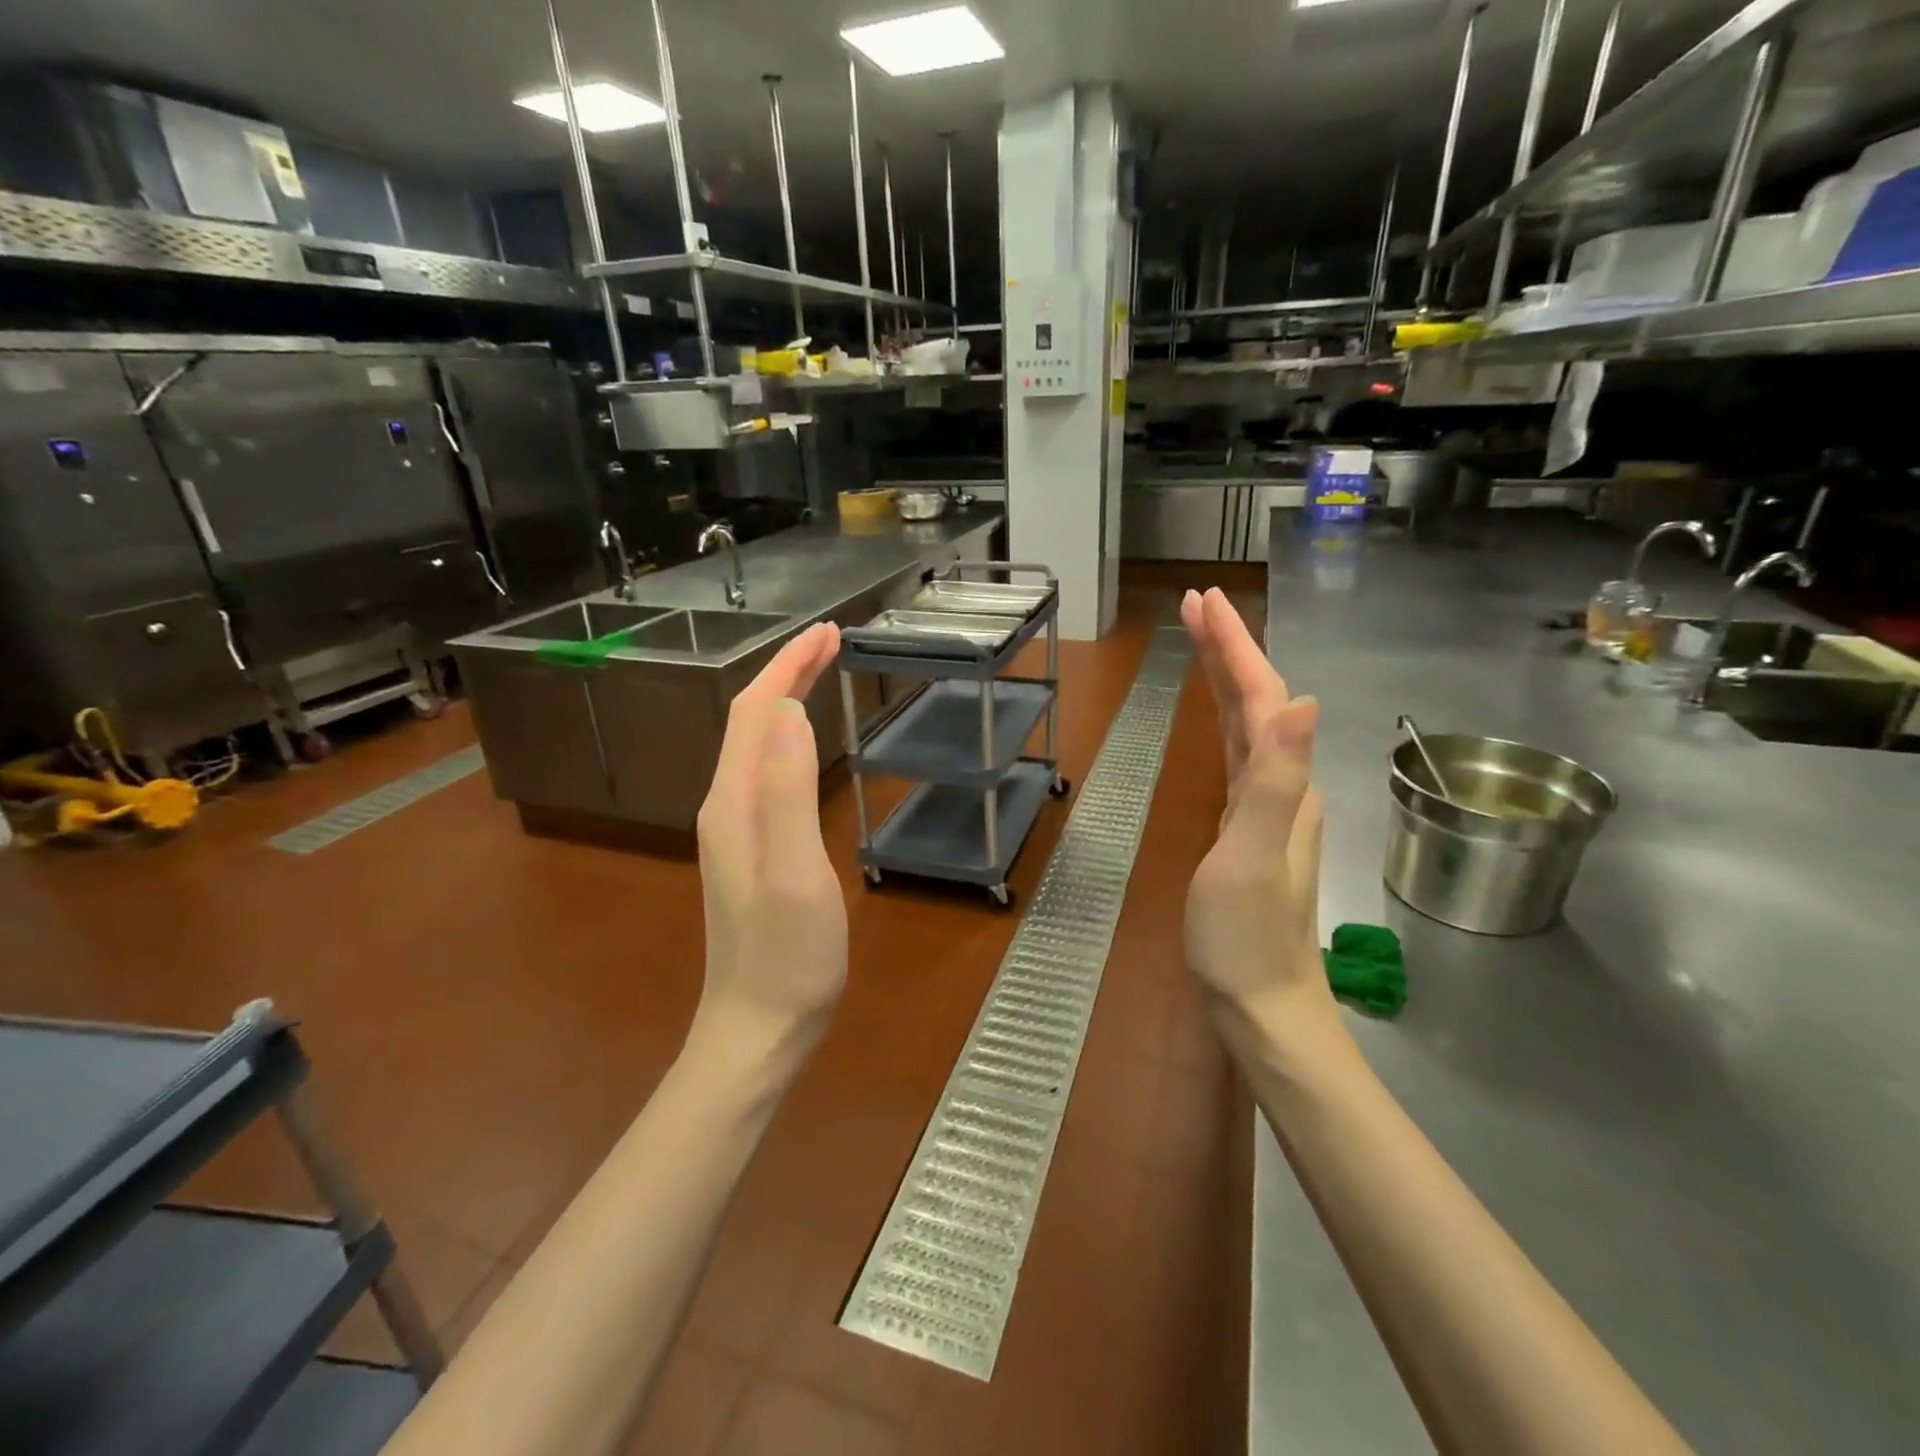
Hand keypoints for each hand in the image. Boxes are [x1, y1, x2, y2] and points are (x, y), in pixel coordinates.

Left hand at [693, 622, 847, 1067]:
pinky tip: (806, 743)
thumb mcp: (795, 873)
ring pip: (757, 744)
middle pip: (751, 721)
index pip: (756, 711)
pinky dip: (788, 738)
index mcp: (733, 802)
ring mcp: (736, 829)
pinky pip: (766, 771)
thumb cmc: (787, 957)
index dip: (789, 666)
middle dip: (787, 672)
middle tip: (833, 642)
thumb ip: (788, 792)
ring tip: (822, 674)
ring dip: (787, 699)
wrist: (758, 1029)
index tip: (830, 633)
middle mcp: (725, 805)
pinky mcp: (751, 848)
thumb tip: (791, 712)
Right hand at [1179, 590, 1341, 1054]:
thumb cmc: (1246, 937)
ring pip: (1250, 724)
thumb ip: (1275, 779)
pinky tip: (1219, 718)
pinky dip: (1226, 720)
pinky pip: (1239, 754)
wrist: (1262, 1006)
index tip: (1202, 601)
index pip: (1262, 697)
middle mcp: (1282, 785)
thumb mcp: (1252, 857)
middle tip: (1196, 605)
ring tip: (1202, 641)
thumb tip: (1303, 699)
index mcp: (1282, 784)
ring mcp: (1267, 808)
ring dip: (1227, 677)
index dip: (1233, 647)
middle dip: (1229, 648)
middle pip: (1259, 701)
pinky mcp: (1247, 827)